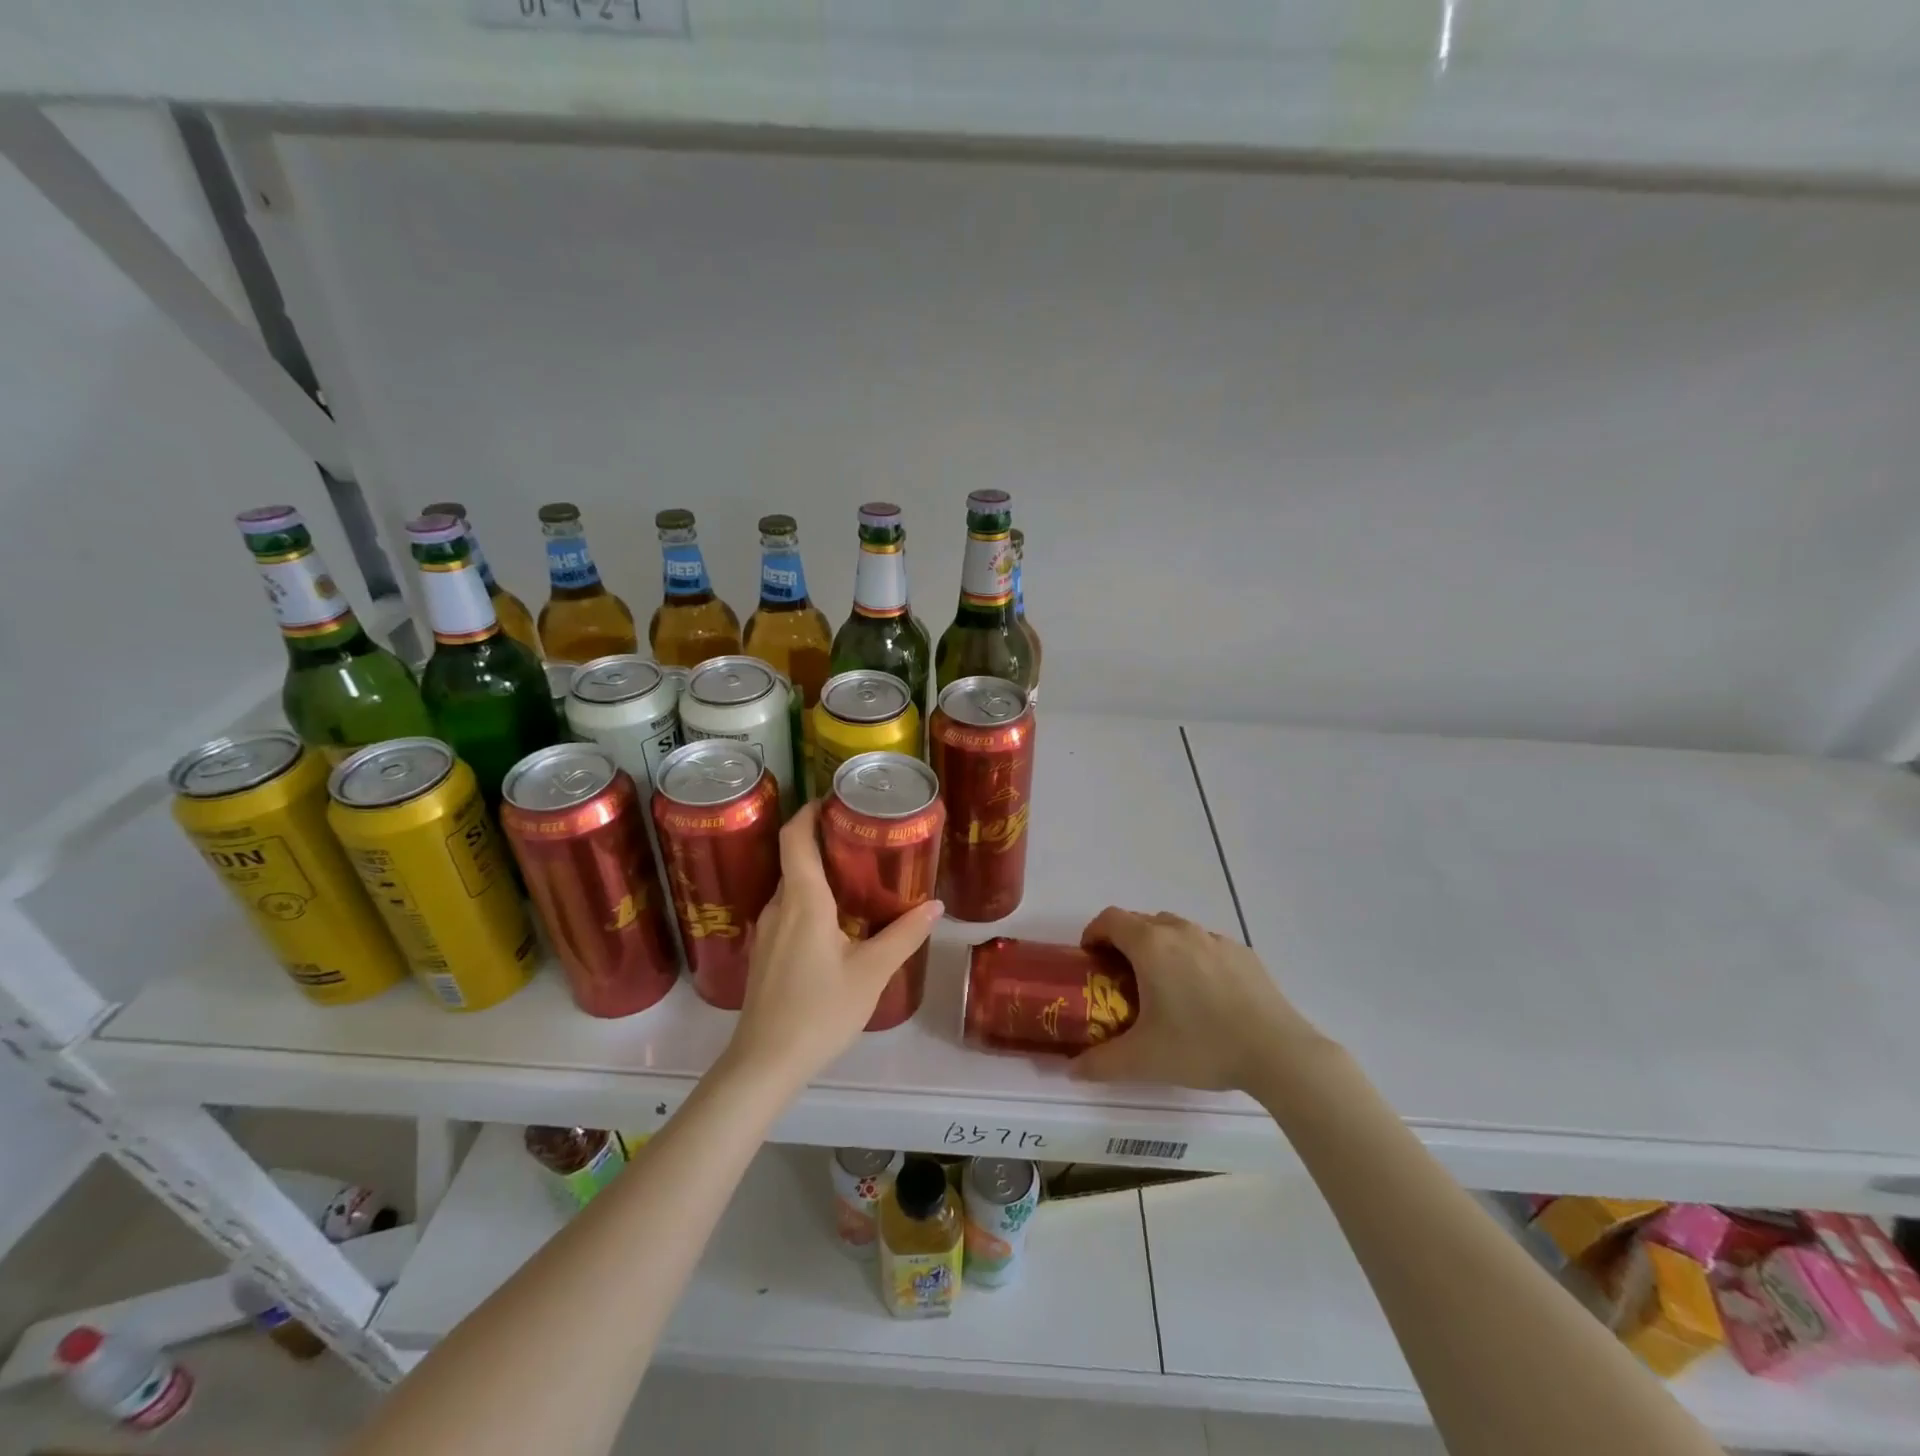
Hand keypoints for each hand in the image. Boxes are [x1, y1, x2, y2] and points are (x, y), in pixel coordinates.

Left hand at [723, 802, 942, 1089]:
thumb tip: (934, 905)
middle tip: (863, 836)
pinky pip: (788, 909)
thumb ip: (904, 935)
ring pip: (791, 885)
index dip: (811, 810)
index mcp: (803, 900)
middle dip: (824, 840)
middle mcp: (778, 905)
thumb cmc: (820, 1011)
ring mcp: (767, 930)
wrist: (765, 1063)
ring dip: (818, 872)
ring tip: (856, 874)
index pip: (796, 836)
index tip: (836, 799)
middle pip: (794, 857)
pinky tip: (836, 920)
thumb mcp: (871, 972)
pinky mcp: (765, 952)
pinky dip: (810, 898)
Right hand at [1070, 908, 1329, 1093]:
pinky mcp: (1243, 953)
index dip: (1094, 933)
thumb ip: (1100, 1064)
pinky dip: (1193, 958)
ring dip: (1160, 947)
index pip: (1110, 919)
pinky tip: (1204, 995)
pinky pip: (1205, 945)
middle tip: (1121, 979)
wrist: (1278, 1052)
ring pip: (1176, 930)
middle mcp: (1181, 932)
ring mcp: (1215, 939)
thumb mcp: (1143, 1061)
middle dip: (1124, 942)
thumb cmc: (1202, 1047)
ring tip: (1163, 987)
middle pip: (1141, 921)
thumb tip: (1071, 1070)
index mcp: (1151, 946)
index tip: (1090, 959)